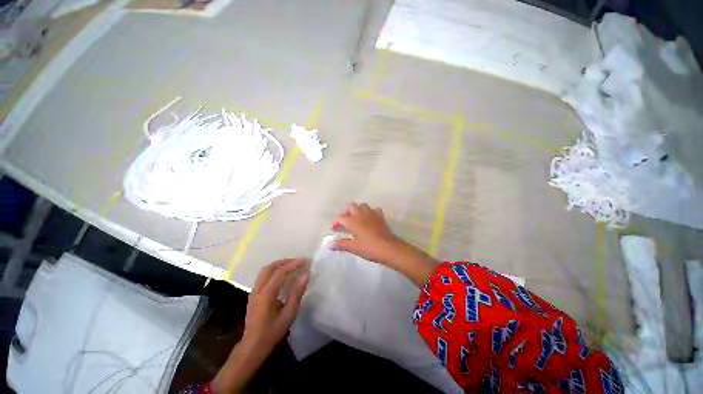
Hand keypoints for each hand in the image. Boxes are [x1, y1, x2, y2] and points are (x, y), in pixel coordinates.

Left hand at [243, 258, 309, 350]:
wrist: (252, 347)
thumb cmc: (272, 333)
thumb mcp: (288, 314)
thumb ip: (297, 293)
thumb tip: (306, 275)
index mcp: (266, 294)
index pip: (281, 272)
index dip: (294, 264)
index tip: (306, 261)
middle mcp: (258, 289)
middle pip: (270, 267)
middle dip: (285, 262)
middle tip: (299, 261)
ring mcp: (253, 292)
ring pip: (265, 271)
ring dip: (279, 265)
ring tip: (292, 265)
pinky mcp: (253, 295)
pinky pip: (263, 276)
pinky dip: (274, 271)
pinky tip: (282, 276)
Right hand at [331, 202, 402, 265]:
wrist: (387, 247)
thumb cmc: (368, 247)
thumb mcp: (353, 247)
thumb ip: (341, 244)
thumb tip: (330, 244)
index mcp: (352, 221)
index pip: (340, 217)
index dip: (336, 222)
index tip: (335, 229)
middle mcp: (360, 214)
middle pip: (351, 206)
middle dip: (347, 212)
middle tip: (346, 222)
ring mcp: (371, 213)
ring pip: (363, 205)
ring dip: (358, 210)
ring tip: (357, 219)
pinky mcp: (380, 216)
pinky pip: (374, 210)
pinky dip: (371, 212)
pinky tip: (370, 219)